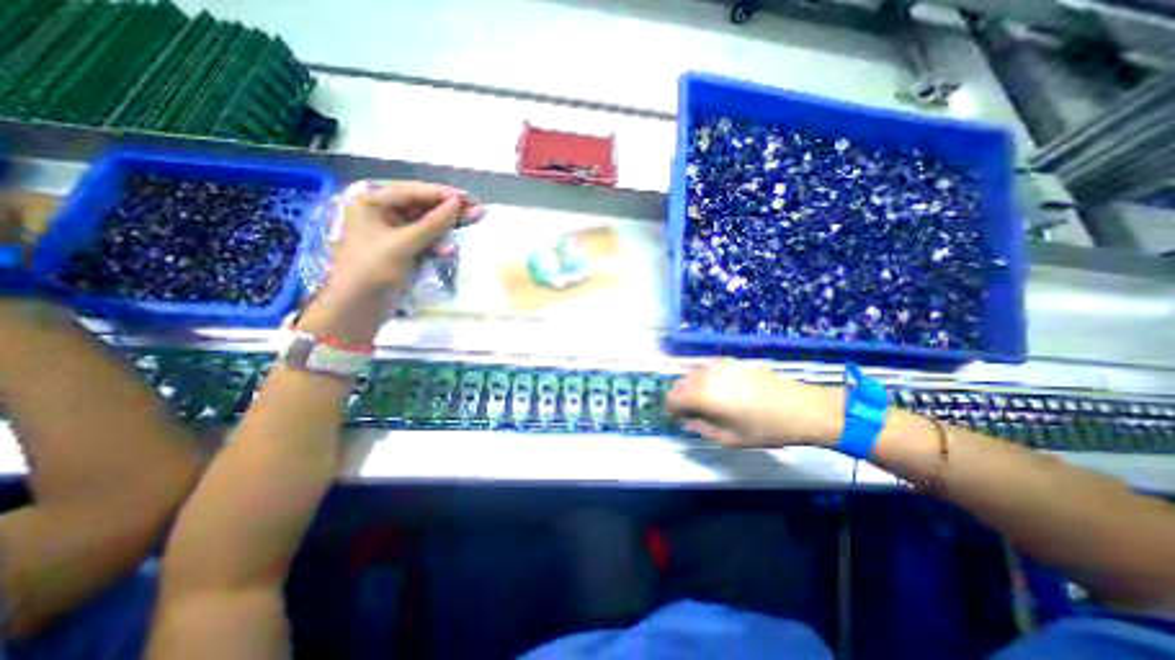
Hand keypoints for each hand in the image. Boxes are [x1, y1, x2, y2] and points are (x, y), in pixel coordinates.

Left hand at [302, 180, 487, 341]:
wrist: (358, 308)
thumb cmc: (372, 270)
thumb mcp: (404, 244)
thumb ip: (433, 223)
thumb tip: (458, 203)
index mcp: (371, 203)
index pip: (412, 192)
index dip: (441, 194)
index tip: (467, 198)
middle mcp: (381, 213)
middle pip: (422, 207)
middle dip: (449, 210)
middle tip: (477, 209)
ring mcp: (393, 234)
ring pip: (427, 224)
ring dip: (447, 227)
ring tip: (473, 222)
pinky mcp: (402, 251)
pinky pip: (425, 241)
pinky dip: (437, 244)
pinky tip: (448, 251)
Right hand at [660, 360, 845, 448]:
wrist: (803, 409)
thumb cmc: (767, 429)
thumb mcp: (732, 439)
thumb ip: (704, 430)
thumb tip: (688, 423)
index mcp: (705, 396)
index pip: (673, 397)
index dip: (671, 408)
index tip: (677, 418)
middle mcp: (708, 377)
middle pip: (681, 382)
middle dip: (680, 397)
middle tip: (691, 412)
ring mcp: (721, 367)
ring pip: (694, 372)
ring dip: (692, 386)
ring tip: (705, 401)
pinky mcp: (734, 363)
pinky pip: (710, 368)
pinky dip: (706, 378)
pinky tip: (721, 390)